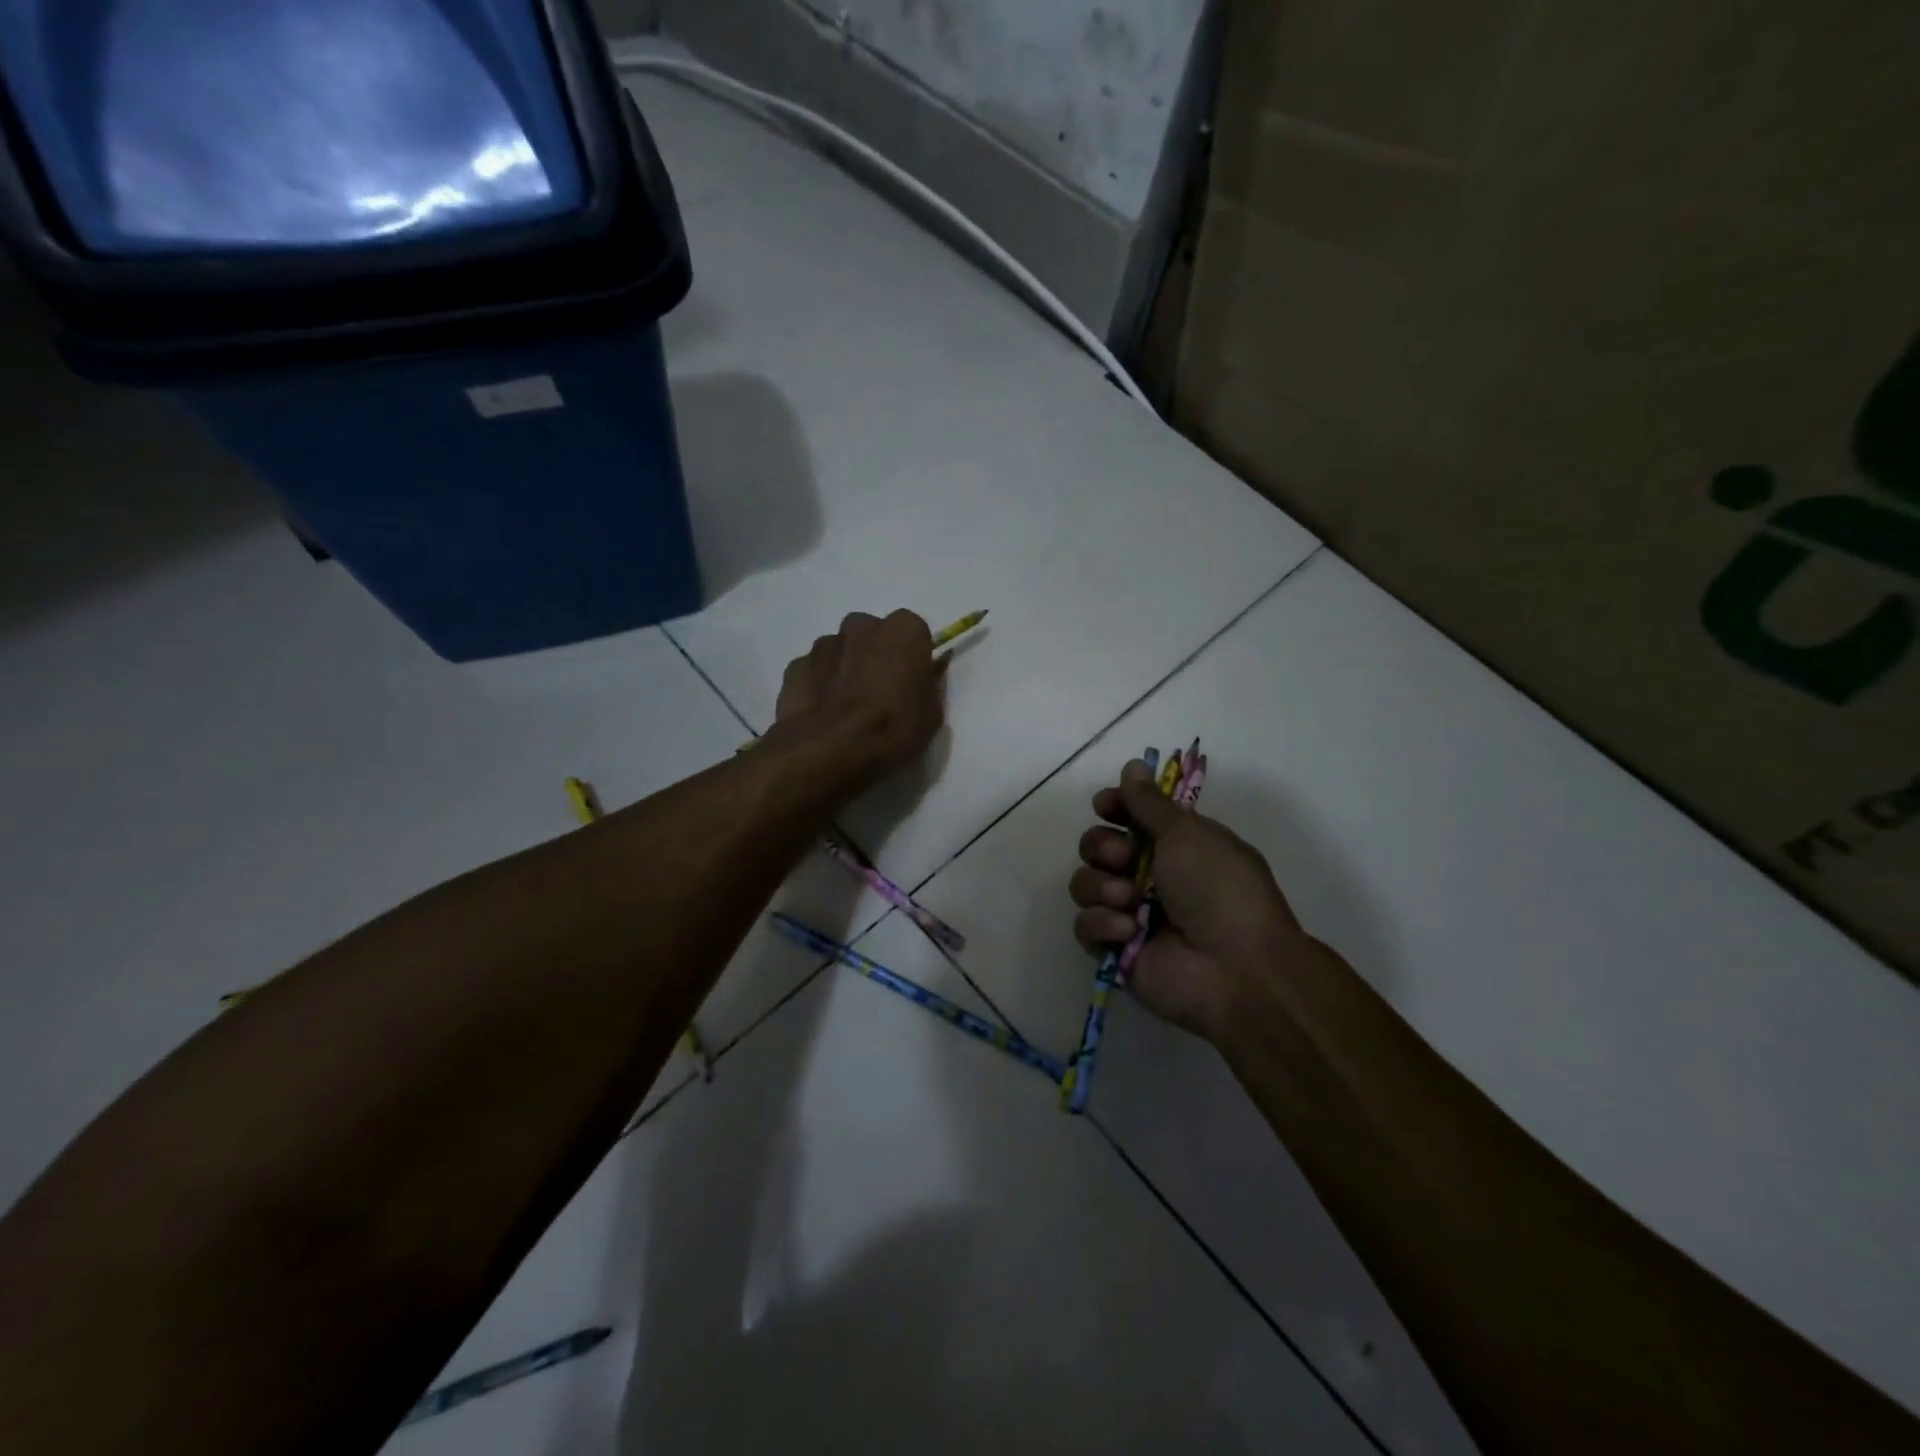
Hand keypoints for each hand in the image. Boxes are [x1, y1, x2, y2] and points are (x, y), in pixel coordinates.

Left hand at [770, 610, 946, 781]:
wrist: (830, 751)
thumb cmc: (892, 730)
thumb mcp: (931, 714)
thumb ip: (926, 686)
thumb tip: (922, 678)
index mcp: (903, 631)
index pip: (913, 631)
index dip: (911, 656)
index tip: (910, 680)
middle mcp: (862, 625)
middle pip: (872, 633)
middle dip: (875, 654)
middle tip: (879, 690)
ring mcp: (824, 643)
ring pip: (840, 648)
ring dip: (845, 667)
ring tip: (847, 706)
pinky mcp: (796, 666)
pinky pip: (814, 669)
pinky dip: (819, 684)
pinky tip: (823, 713)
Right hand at [1069, 761, 1308, 1042]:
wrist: (1235, 967)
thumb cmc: (1219, 889)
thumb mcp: (1189, 834)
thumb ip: (1150, 803)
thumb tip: (1132, 765)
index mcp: (1174, 846)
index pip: (1129, 816)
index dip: (1113, 807)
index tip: (1105, 804)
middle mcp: (1148, 876)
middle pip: (1096, 847)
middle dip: (1103, 846)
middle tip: (1124, 857)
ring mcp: (1129, 914)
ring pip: (1084, 883)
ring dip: (1102, 885)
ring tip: (1130, 900)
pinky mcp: (1114, 950)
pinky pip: (1084, 925)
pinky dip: (1103, 923)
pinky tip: (1128, 930)